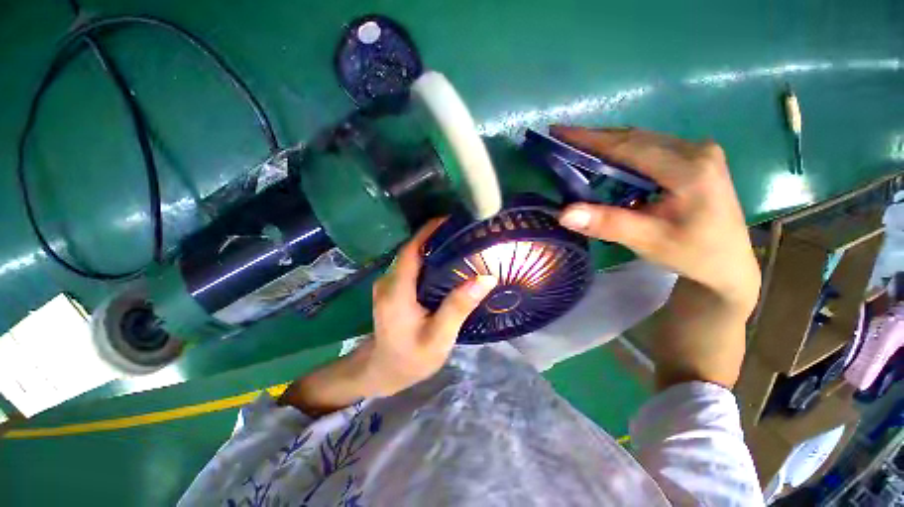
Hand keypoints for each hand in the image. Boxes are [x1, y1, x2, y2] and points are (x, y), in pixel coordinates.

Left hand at [279, 220, 497, 414]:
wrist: (385, 372)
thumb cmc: (411, 359)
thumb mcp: (439, 338)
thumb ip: (458, 307)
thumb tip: (485, 278)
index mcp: (396, 291)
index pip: (411, 250)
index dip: (428, 231)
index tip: (450, 220)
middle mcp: (387, 282)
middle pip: (411, 250)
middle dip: (435, 237)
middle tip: (463, 232)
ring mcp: (387, 285)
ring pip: (411, 257)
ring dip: (432, 247)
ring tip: (459, 244)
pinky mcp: (392, 289)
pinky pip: (411, 267)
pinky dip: (428, 260)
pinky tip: (446, 263)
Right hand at [553, 126, 759, 313]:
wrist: (729, 263)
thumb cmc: (692, 253)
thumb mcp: (648, 241)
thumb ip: (608, 224)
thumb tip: (564, 213)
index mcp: (688, 168)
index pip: (628, 146)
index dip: (589, 139)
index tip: (558, 131)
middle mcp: (695, 150)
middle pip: (635, 137)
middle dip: (594, 138)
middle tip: (561, 138)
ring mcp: (698, 151)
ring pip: (642, 140)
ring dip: (607, 144)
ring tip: (577, 148)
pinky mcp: (694, 158)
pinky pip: (650, 148)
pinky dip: (622, 152)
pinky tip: (606, 161)